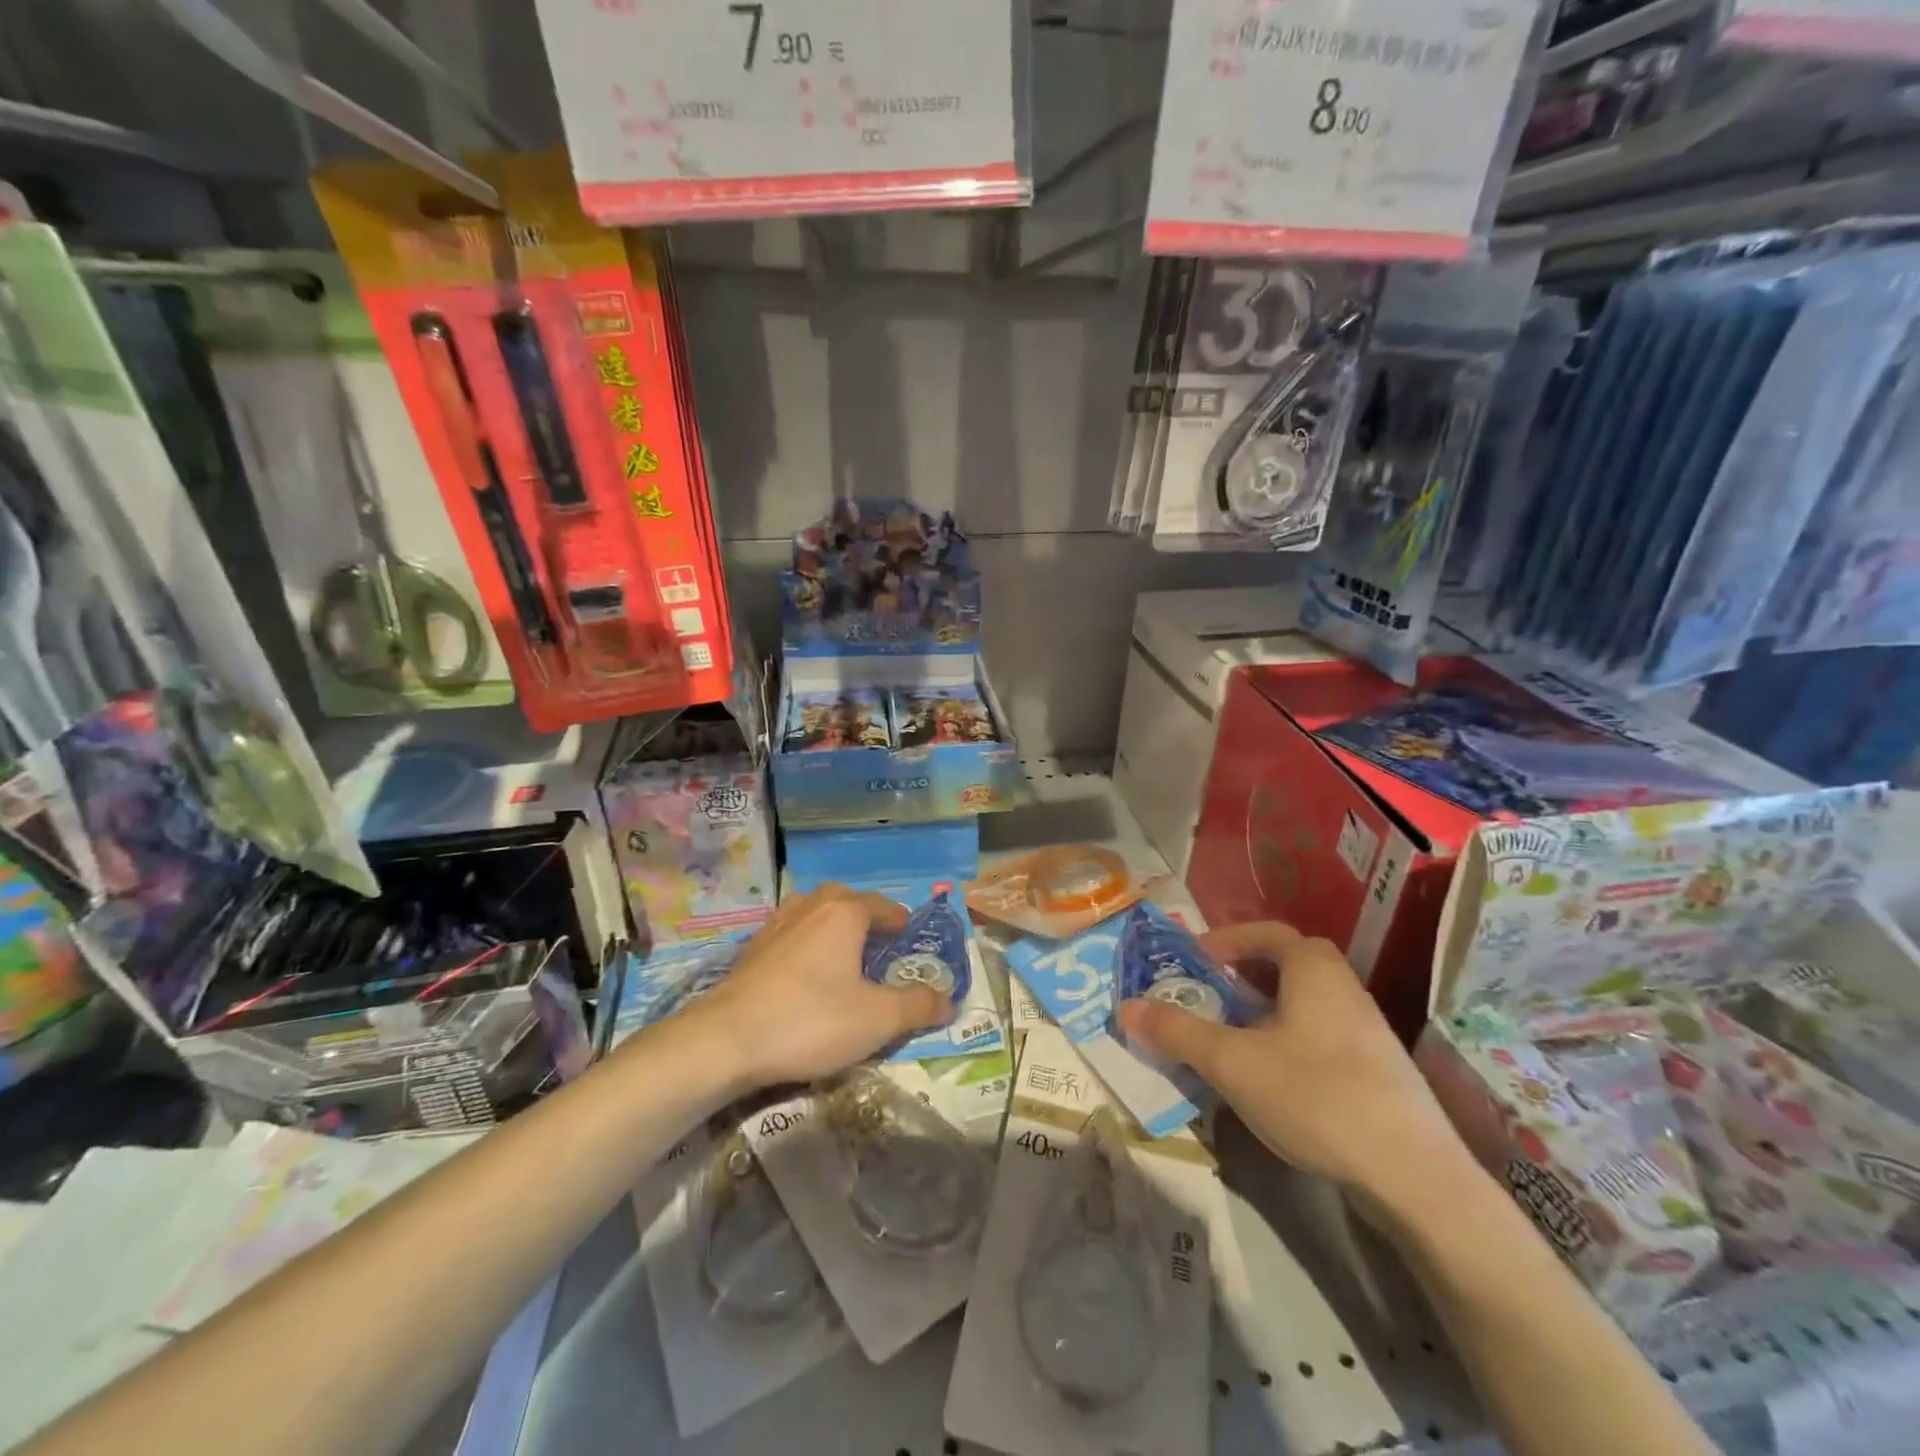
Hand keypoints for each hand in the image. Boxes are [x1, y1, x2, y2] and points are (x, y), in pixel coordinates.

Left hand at [682, 883, 953, 1090]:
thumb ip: (918, 1006)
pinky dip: (806, 944)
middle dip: (864, 916)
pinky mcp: (751, 950)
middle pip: (844, 899)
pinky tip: (805, 975)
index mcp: (844, 913)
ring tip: (842, 956)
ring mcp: (775, 925)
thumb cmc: (811, 1020)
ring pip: (812, 913)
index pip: (882, 906)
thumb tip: (949, 1000)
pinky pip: (790, 934)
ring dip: (831, 926)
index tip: (910, 936)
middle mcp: (810, 907)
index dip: (900, 921)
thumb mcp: (877, 1019)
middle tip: (878, 944)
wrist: (725, 1040)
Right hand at [1115, 921, 1468, 1210]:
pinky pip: (1319, 1034)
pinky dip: (1286, 1039)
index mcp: (1314, 968)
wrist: (1416, 1178)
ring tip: (1229, 1038)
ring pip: (1302, 1002)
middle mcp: (1344, 987)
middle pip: (1284, 964)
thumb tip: (1126, 1007)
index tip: (1193, 962)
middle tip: (1206, 997)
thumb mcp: (1232, 1062)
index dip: (1224, 941)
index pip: (1265, 932)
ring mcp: (1366, 1029)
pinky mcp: (1377, 1070)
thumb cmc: (1316, 1095)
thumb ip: (1177, 1032)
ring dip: (1262, 1010)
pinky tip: (1271, 1078)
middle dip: (1240, 976)